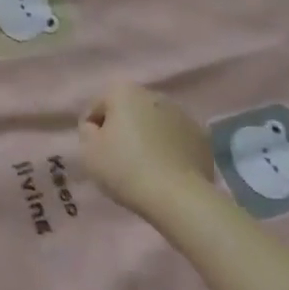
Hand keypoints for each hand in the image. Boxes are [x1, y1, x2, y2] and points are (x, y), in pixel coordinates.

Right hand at [77, 82, 215, 218]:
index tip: (95, 152)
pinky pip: (176, 139)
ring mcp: (182, 114)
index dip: (92, 130)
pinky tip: (165, 170)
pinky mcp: (201, 136)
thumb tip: (97, 127)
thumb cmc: (124, 169)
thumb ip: (87, 131)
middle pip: (128, 111)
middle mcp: (154, 95)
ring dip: (147, 137)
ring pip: (154, 123)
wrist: (177, 196)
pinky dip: (169, 148)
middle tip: (118, 158)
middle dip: (122, 129)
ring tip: (144, 166)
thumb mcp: (88, 151)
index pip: (98, 107)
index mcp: (124, 92)